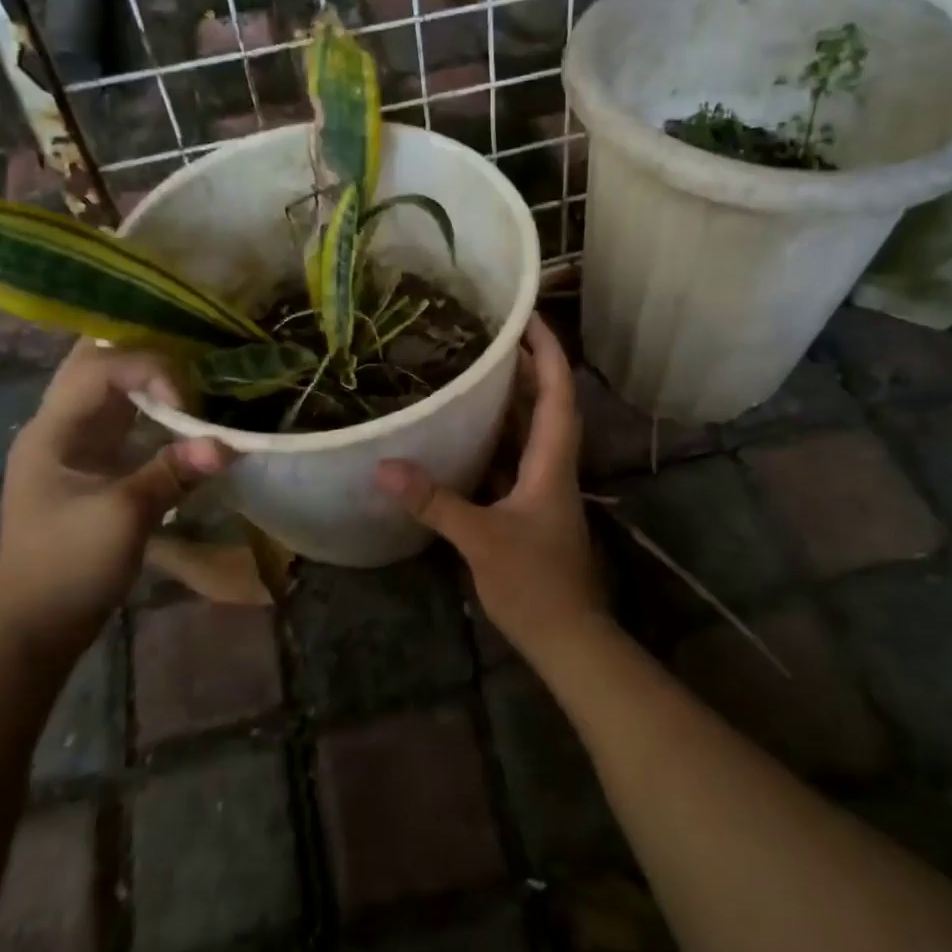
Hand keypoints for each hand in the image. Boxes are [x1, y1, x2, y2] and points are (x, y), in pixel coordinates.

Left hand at [0, 342, 230, 661]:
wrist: (37, 626)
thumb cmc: (70, 567)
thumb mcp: (124, 517)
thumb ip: (173, 473)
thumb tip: (228, 445)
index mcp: (52, 430)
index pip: (99, 369)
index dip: (148, 369)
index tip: (187, 401)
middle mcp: (58, 426)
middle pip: (96, 365)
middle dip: (142, 355)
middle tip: (190, 355)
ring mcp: (73, 446)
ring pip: (110, 390)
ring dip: (149, 380)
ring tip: (194, 377)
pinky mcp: (92, 466)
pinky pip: (123, 420)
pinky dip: (152, 410)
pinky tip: (183, 414)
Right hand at [374, 314, 605, 659]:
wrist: (568, 637)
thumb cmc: (535, 583)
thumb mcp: (481, 539)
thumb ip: (435, 502)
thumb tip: (383, 467)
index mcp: (553, 461)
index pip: (558, 391)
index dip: (547, 350)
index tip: (526, 315)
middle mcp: (553, 465)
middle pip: (547, 402)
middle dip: (525, 364)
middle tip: (488, 333)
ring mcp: (544, 487)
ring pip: (531, 431)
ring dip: (511, 399)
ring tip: (475, 369)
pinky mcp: (530, 507)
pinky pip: (513, 458)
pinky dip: (494, 438)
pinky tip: (463, 433)